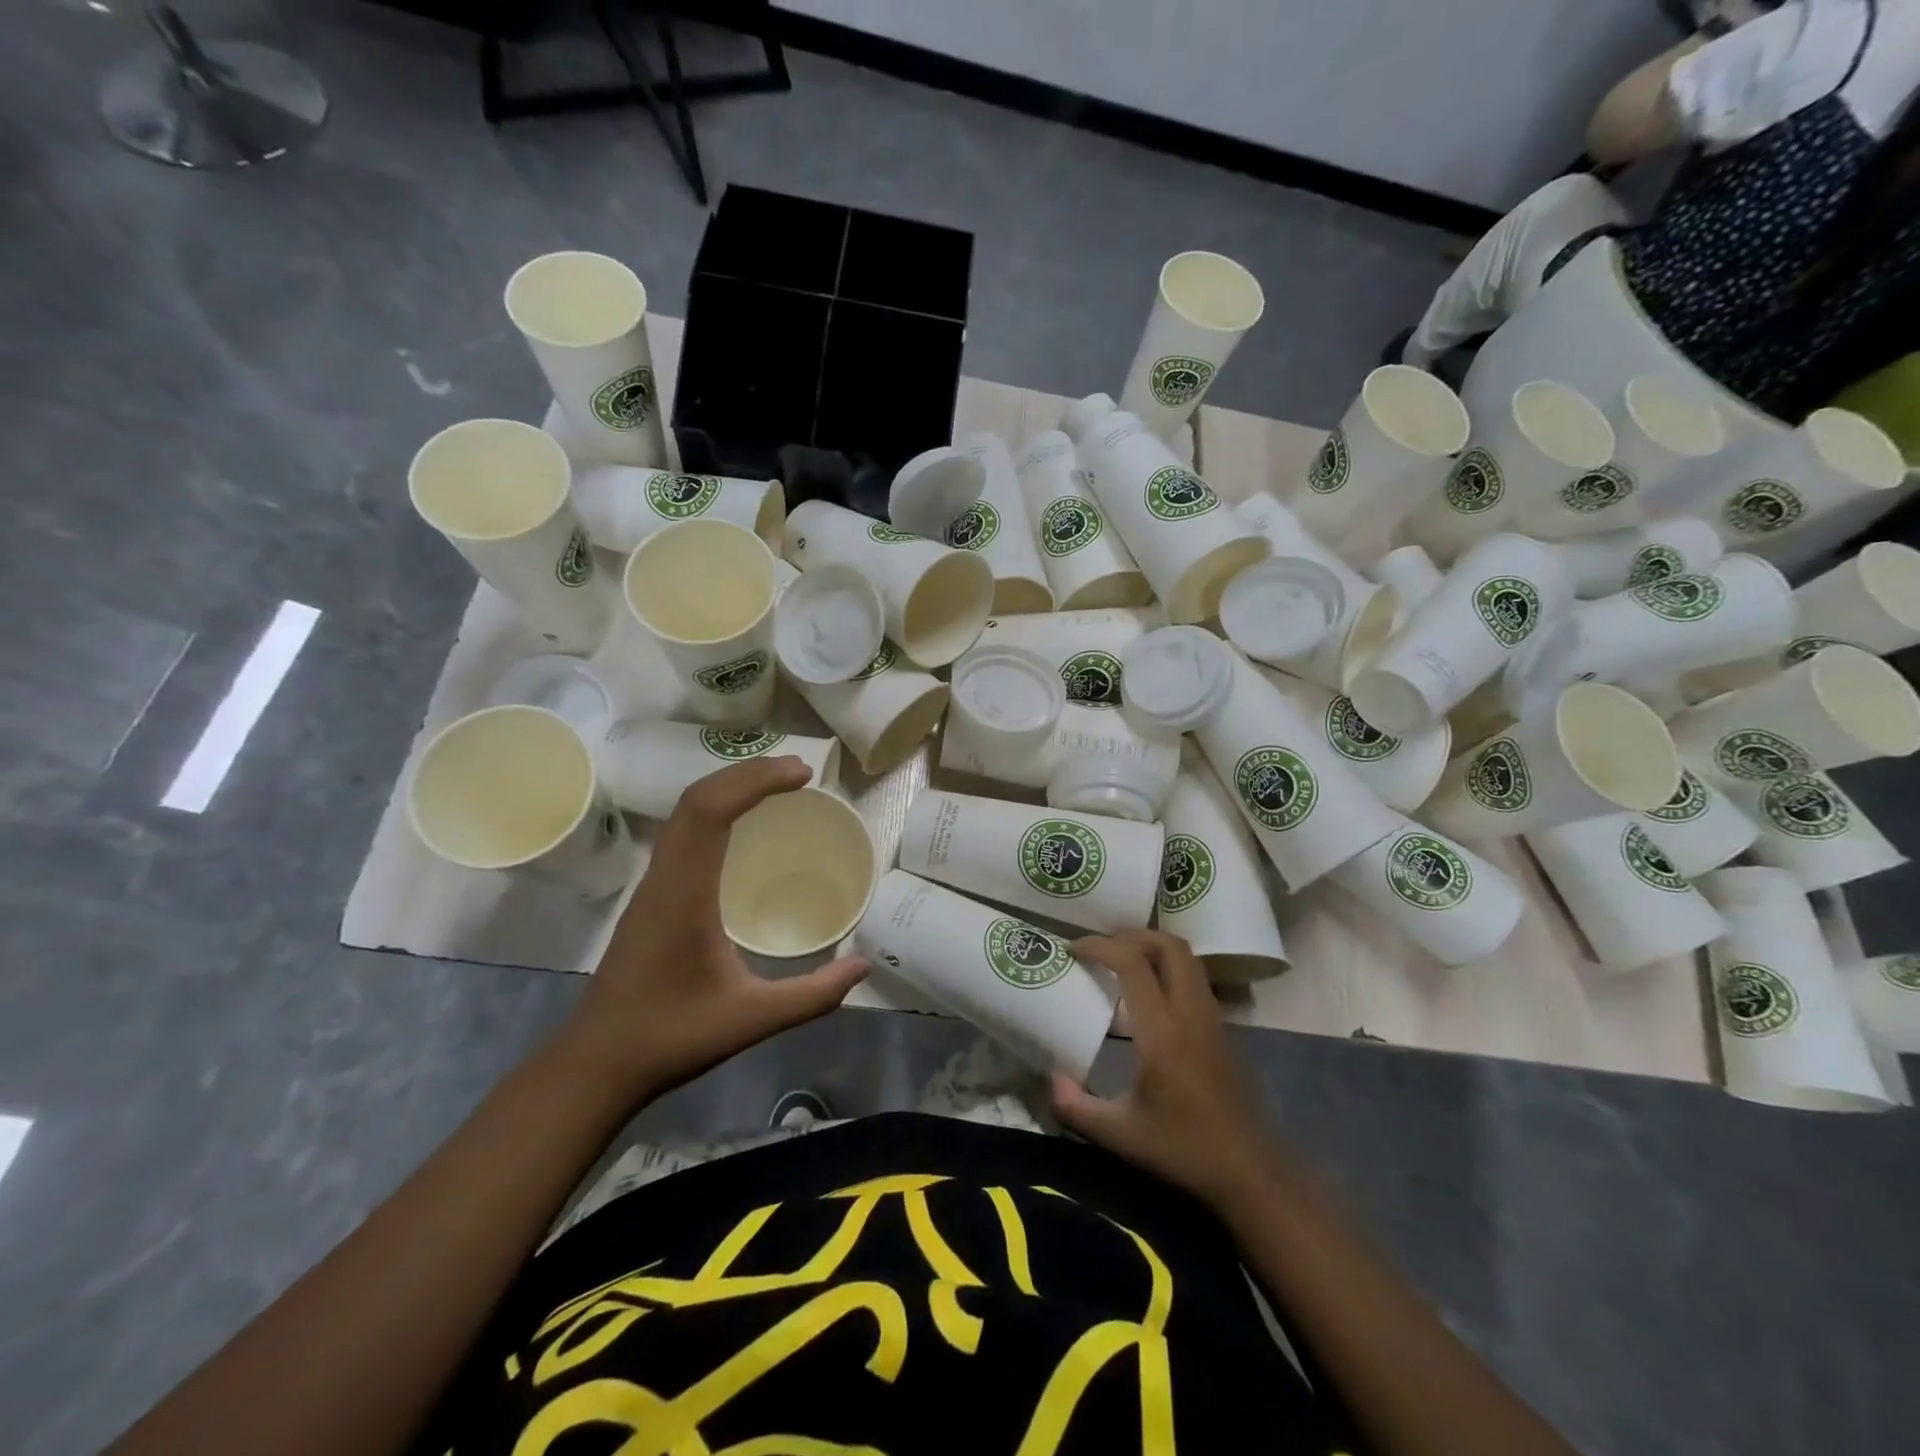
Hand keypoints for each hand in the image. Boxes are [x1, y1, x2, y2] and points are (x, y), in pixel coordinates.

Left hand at [558, 756, 867, 1101]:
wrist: (595, 1064)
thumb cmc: (671, 1037)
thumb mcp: (751, 1019)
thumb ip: (812, 996)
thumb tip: (862, 967)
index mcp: (684, 894)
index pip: (712, 811)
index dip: (757, 781)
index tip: (803, 775)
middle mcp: (664, 877)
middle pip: (697, 799)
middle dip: (749, 773)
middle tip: (800, 773)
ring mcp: (652, 884)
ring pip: (685, 812)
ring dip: (730, 787)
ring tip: (777, 786)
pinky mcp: (651, 896)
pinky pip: (682, 832)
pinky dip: (715, 809)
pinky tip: (741, 826)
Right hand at [1052, 930, 1286, 1214]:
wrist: (1251, 1173)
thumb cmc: (1184, 1151)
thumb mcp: (1120, 1135)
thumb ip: (1076, 1107)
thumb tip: (1050, 1078)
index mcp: (1162, 1032)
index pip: (1132, 963)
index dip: (1100, 945)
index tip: (1072, 949)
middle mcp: (1190, 1012)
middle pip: (1168, 945)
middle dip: (1130, 935)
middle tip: (1100, 948)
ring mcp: (1212, 1017)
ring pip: (1186, 957)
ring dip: (1152, 948)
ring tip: (1120, 963)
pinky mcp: (1222, 1028)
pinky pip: (1194, 978)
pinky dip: (1168, 967)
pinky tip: (1148, 994)